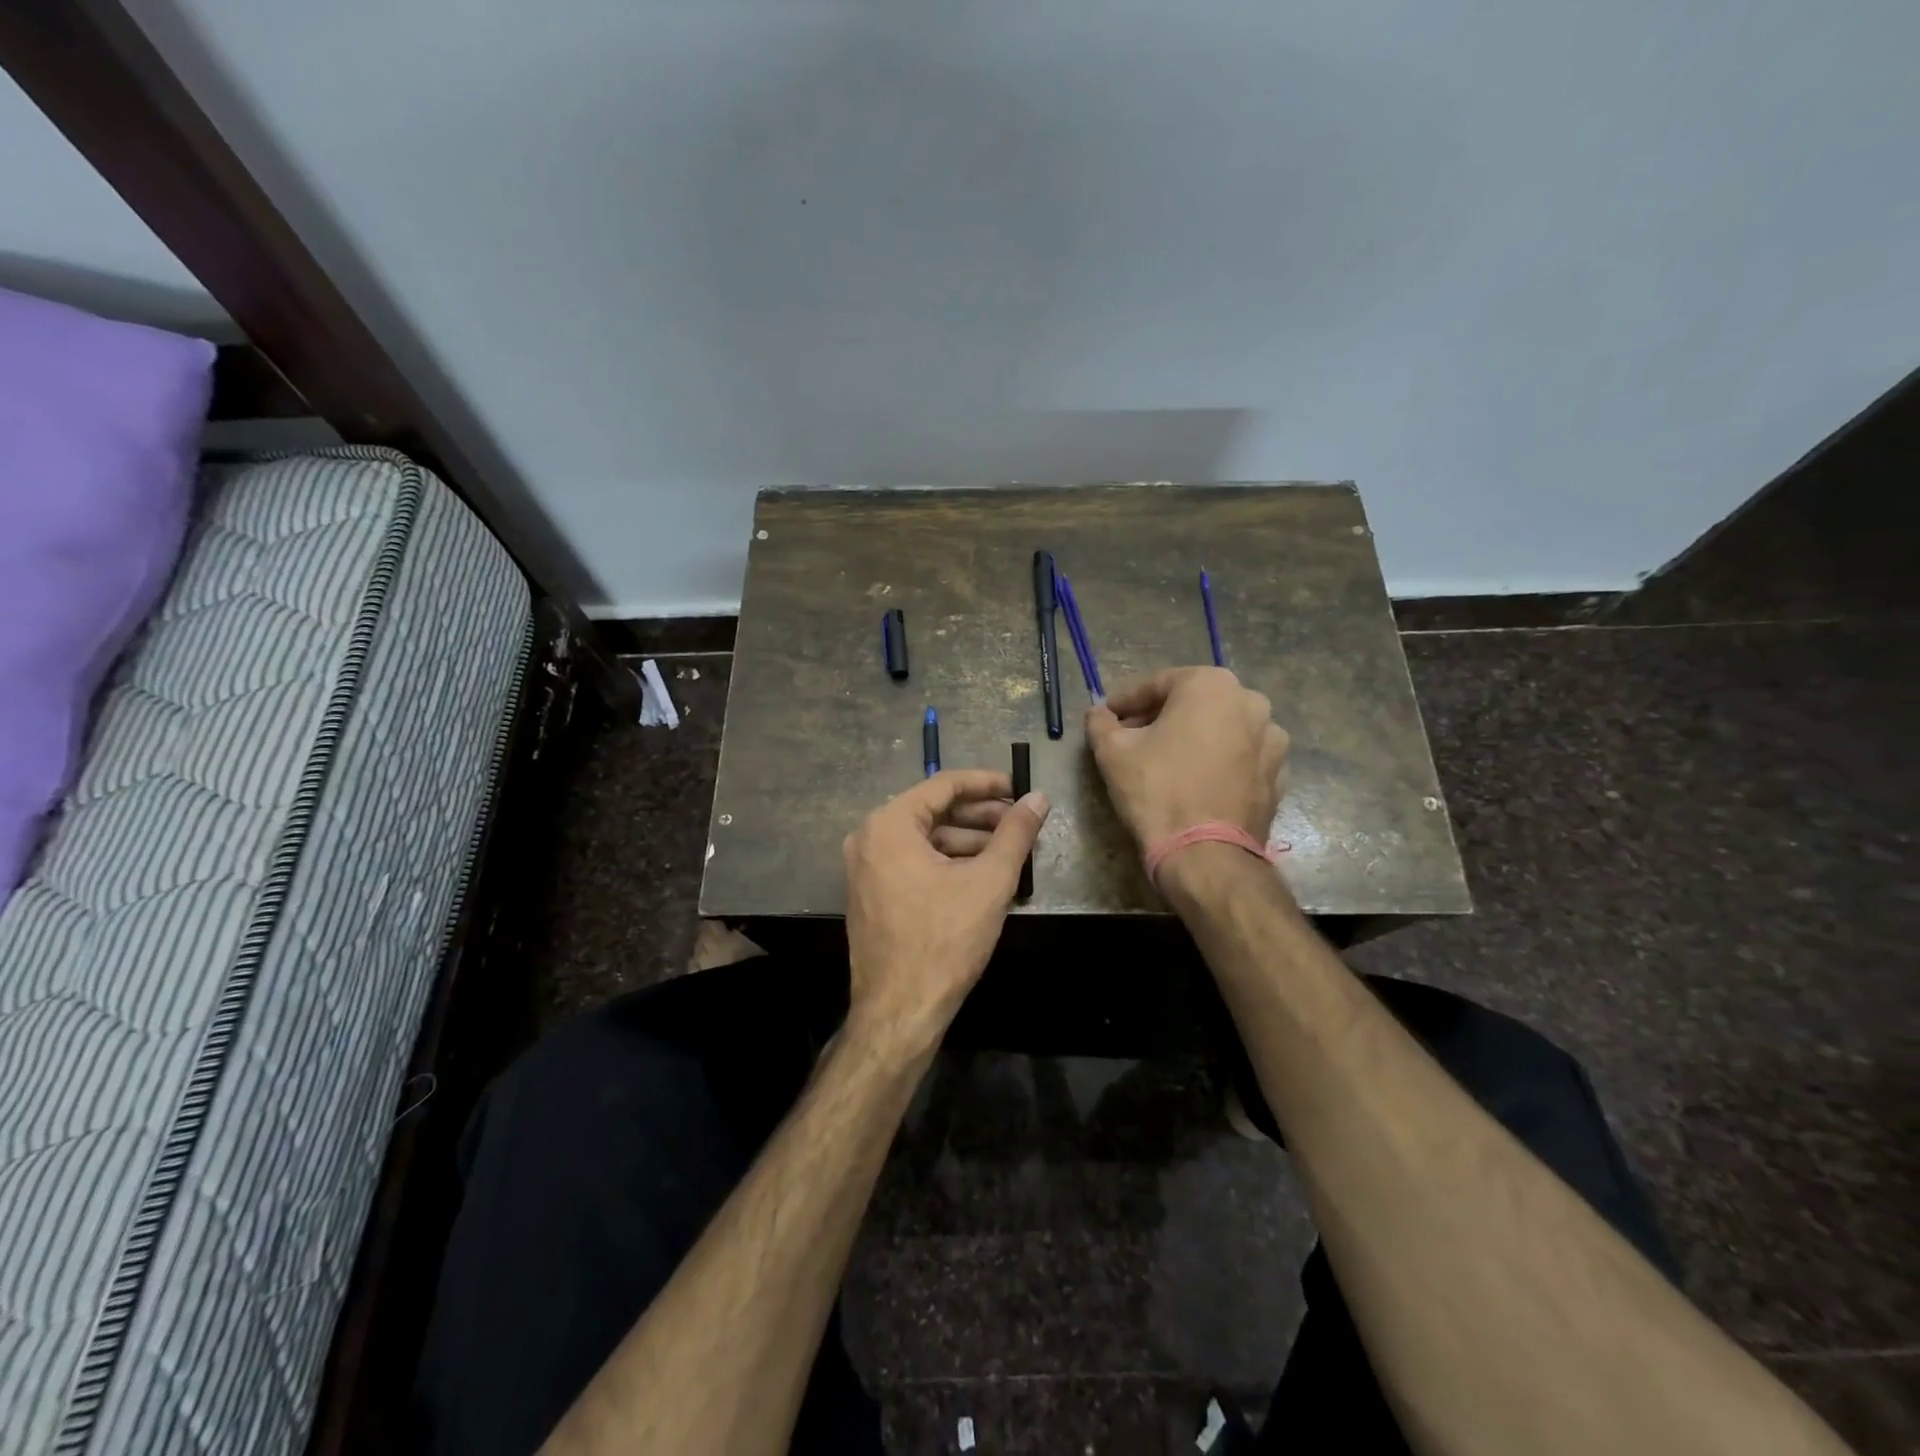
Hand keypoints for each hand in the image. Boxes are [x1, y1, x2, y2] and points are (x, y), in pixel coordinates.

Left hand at [843, 770, 1049, 1056]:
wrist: (899, 1012)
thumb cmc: (944, 941)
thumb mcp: (989, 881)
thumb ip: (1016, 833)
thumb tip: (1039, 797)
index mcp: (889, 824)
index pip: (944, 785)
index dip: (987, 783)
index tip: (1020, 787)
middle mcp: (869, 838)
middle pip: (933, 811)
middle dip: (980, 815)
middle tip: (1020, 821)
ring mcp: (865, 867)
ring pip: (925, 839)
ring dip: (967, 840)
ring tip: (1009, 849)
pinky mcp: (870, 893)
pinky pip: (913, 862)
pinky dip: (947, 862)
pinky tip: (981, 873)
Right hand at [1085, 666, 1287, 848]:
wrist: (1205, 854)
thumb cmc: (1157, 790)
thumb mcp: (1113, 752)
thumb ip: (1100, 722)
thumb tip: (1098, 712)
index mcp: (1210, 685)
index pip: (1157, 684)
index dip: (1126, 701)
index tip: (1107, 716)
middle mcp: (1250, 701)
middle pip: (1193, 702)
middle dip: (1161, 717)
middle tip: (1132, 737)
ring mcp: (1271, 739)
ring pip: (1220, 729)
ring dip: (1192, 738)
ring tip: (1166, 761)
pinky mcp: (1278, 773)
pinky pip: (1239, 756)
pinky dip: (1217, 761)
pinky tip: (1195, 782)